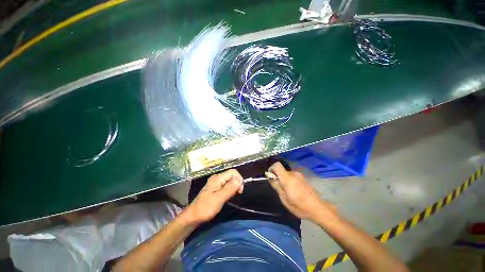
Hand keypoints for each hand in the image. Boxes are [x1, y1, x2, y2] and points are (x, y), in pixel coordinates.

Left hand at [185, 169, 243, 223]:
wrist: (193, 216)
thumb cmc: (205, 208)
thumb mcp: (219, 198)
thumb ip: (229, 188)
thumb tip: (239, 179)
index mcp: (217, 178)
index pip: (233, 172)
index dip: (239, 179)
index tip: (239, 191)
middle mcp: (217, 178)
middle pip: (232, 175)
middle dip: (236, 184)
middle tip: (235, 194)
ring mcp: (216, 182)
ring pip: (230, 181)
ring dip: (233, 187)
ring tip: (230, 197)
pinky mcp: (216, 188)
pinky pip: (227, 185)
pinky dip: (230, 190)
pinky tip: (227, 197)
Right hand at [267, 162, 335, 220]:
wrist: (318, 208)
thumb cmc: (299, 206)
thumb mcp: (284, 198)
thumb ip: (276, 186)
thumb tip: (270, 177)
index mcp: (287, 178)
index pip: (277, 165)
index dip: (271, 168)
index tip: (270, 177)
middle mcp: (293, 173)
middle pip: (281, 170)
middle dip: (277, 177)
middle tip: (278, 188)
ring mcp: (299, 175)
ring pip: (286, 174)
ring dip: (284, 179)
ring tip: (287, 191)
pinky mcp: (303, 178)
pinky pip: (292, 176)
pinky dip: (289, 181)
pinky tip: (293, 191)